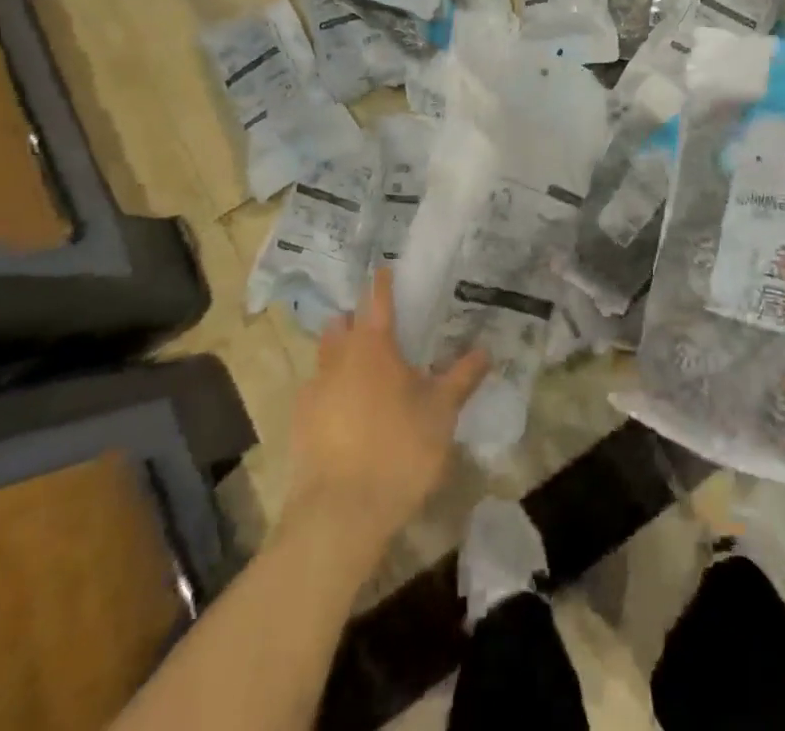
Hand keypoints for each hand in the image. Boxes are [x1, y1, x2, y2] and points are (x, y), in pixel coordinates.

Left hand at [286, 269, 487, 546]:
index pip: (378, 301)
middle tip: (375, 325)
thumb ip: (462, 378)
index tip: (383, 268)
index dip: (382, 283)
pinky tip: (343, 412)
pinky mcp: (299, 424)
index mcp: (374, 346)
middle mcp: (339, 359)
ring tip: (360, 368)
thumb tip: (485, 350)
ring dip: (339, 353)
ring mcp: (314, 391)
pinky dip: (329, 391)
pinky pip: (315, 393)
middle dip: (355, 319)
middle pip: (342, 325)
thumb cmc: (398, 451)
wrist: (338, 515)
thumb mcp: (441, 413)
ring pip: (325, 357)